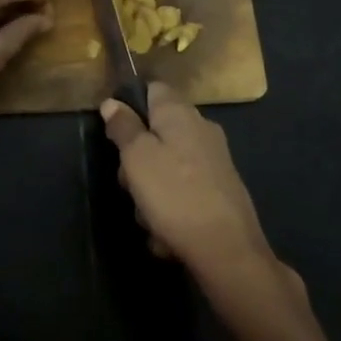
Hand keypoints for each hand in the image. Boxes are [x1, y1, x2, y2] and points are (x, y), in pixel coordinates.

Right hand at [100, 84, 304, 313]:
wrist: (227, 251)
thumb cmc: (174, 195)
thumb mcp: (136, 157)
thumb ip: (123, 127)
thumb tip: (112, 102)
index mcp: (180, 113)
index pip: (153, 89)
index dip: (130, 105)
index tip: (115, 133)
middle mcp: (201, 130)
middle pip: (156, 133)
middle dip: (136, 159)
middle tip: (129, 184)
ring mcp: (214, 161)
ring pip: (166, 167)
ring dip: (150, 192)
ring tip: (149, 217)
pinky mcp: (220, 191)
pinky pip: (183, 193)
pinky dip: (171, 211)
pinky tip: (167, 235)